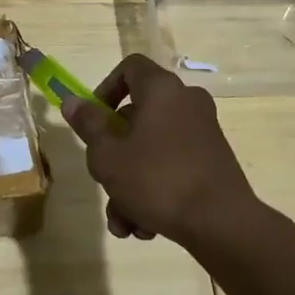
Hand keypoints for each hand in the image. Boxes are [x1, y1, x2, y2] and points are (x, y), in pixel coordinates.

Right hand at [62, 53, 257, 244]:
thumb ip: (88, 125)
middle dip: (114, 155)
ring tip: (123, 222)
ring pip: (152, 150)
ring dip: (130, 184)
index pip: (129, 67)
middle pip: (137, 117)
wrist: (222, 224)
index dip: (105, 88)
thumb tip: (72, 101)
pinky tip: (145, 227)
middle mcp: (186, 102)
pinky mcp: (213, 161)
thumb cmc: (156, 180)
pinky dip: (156, 191)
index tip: (94, 120)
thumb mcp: (108, 155)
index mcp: (161, 90)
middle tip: (103, 180)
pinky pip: (173, 166)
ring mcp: (203, 132)